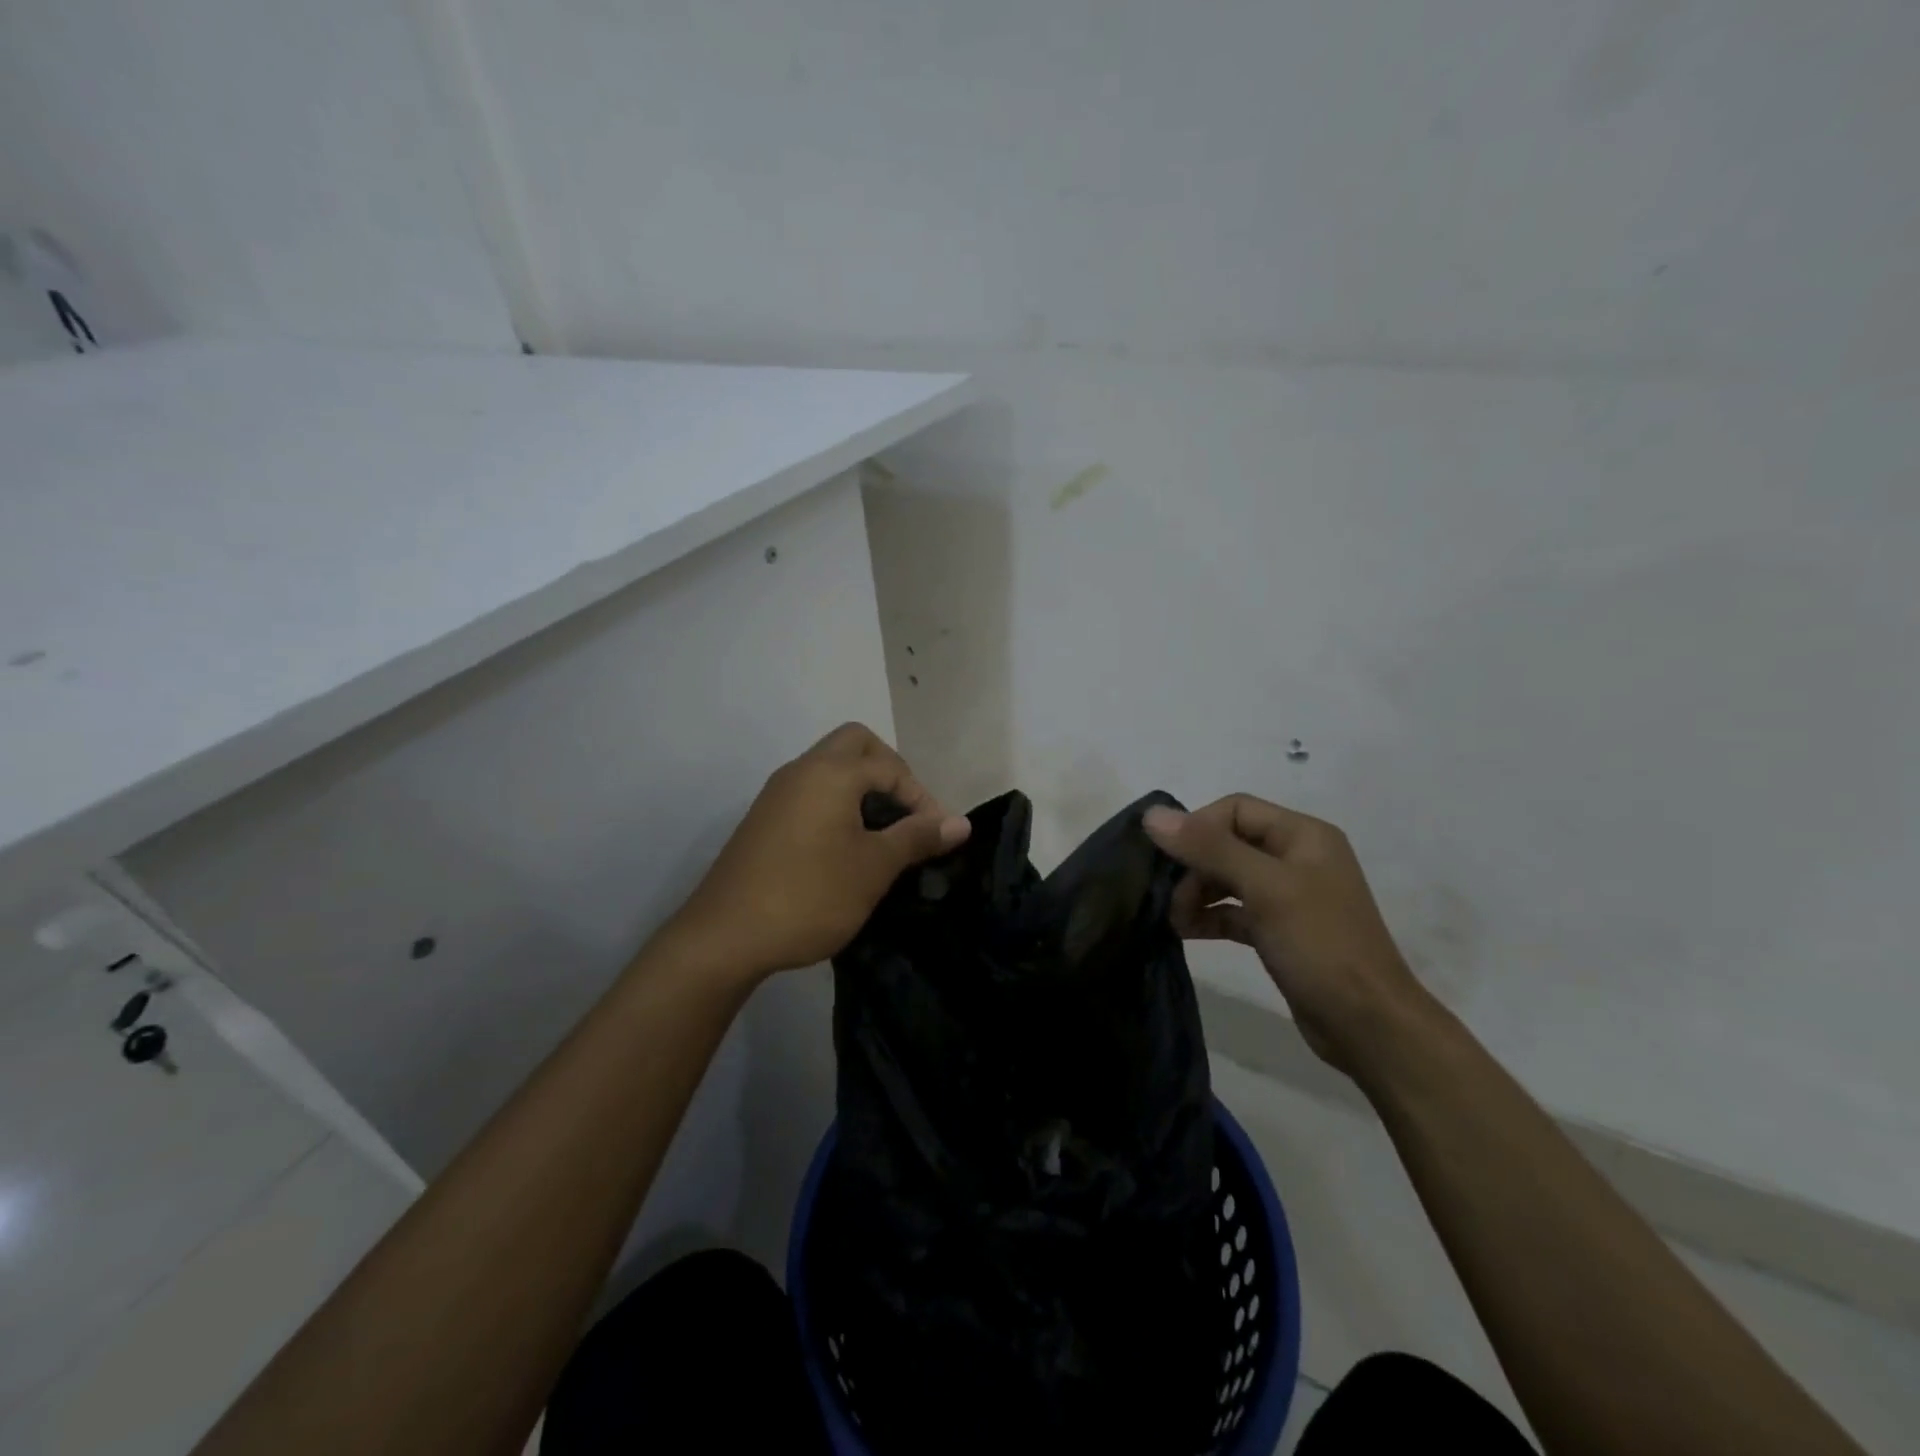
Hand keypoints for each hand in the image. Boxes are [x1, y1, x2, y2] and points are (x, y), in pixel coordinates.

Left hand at [661, 723, 970, 984]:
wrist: (724, 937)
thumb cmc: (810, 896)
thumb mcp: (873, 868)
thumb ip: (917, 837)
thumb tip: (961, 823)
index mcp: (830, 773)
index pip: (890, 766)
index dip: (922, 798)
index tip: (937, 837)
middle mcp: (801, 770)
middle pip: (856, 745)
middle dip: (890, 772)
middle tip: (906, 814)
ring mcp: (777, 793)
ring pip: (830, 768)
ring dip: (862, 788)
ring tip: (882, 834)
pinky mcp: (764, 819)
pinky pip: (811, 792)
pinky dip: (837, 804)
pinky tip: (846, 848)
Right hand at [1143, 795, 1430, 1075]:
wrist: (1368, 1025)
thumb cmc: (1320, 944)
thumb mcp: (1264, 888)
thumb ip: (1209, 848)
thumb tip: (1152, 815)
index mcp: (1303, 835)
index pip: (1235, 810)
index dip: (1198, 828)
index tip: (1171, 860)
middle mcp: (1296, 858)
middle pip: (1228, 843)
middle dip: (1194, 867)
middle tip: (1170, 898)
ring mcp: (1288, 896)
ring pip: (1227, 878)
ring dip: (1197, 893)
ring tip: (1175, 920)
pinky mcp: (1279, 930)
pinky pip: (1234, 910)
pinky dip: (1209, 916)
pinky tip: (1187, 932)